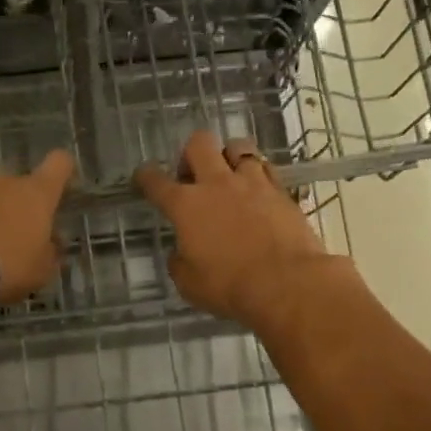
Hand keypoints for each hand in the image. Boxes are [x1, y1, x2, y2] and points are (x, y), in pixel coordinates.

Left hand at [0, 150, 74, 305]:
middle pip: (15, 182)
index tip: (59, 185)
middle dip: (13, 203)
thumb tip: (52, 241)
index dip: (61, 171)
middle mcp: (3, 179)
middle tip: (7, 235)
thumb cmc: (5, 268)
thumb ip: (50, 252)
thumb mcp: (39, 272)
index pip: (59, 164)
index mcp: (35, 195)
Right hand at [134, 131, 329, 328]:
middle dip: (191, 154)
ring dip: (229, 157)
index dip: (145, 176)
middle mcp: (217, 184)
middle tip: (193, 177)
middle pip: (199, 143)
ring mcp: (252, 183)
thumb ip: (180, 262)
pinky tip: (258, 190)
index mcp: (186, 205)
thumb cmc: (229, 286)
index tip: (144, 177)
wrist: (286, 283)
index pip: (156, 181)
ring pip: (238, 146)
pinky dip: (258, 174)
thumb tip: (181, 253)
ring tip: (230, 177)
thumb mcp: (189, 283)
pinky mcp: (282, 191)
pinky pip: (266, 168)